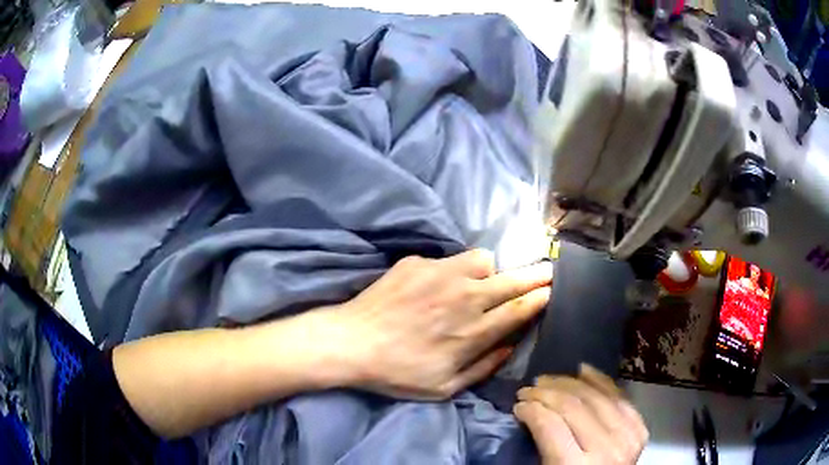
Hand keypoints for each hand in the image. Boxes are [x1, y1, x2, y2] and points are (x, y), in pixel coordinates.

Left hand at [322, 249, 551, 399]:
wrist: (351, 343)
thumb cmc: (398, 372)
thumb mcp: (445, 387)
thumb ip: (484, 366)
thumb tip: (510, 346)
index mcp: (473, 332)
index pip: (520, 309)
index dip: (541, 296)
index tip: (552, 289)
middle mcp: (465, 297)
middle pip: (512, 280)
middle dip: (536, 275)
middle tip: (547, 271)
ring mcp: (441, 274)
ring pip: (483, 260)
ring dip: (490, 271)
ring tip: (480, 282)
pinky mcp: (418, 262)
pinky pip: (449, 259)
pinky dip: (453, 270)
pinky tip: (437, 286)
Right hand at [514, 365, 648, 464]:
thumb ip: (540, 445)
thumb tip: (527, 412)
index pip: (550, 425)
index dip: (531, 409)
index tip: (518, 405)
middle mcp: (605, 449)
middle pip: (573, 407)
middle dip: (545, 393)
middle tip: (527, 389)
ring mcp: (627, 437)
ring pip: (596, 396)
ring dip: (568, 383)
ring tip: (548, 381)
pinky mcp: (639, 429)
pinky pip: (619, 396)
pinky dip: (601, 381)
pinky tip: (584, 371)